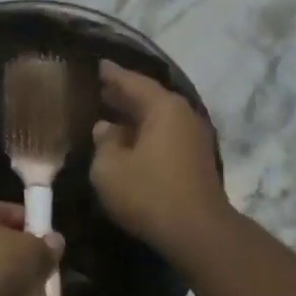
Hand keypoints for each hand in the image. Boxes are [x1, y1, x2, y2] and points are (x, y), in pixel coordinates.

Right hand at [89, 61, 228, 258]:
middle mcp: (183, 115)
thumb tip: (106, 128)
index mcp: (163, 107)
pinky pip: (165, 136)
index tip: (98, 64)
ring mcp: (193, 138)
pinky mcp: (195, 160)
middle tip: (100, 89)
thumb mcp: (109, 168)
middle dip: (124, 94)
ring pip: (158, 119)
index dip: (113, 74)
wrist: (196, 231)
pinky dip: (145, 133)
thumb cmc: (148, 192)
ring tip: (110, 114)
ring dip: (135, 116)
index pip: (133, 82)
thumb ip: (104, 142)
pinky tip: (129, 142)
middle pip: (149, 98)